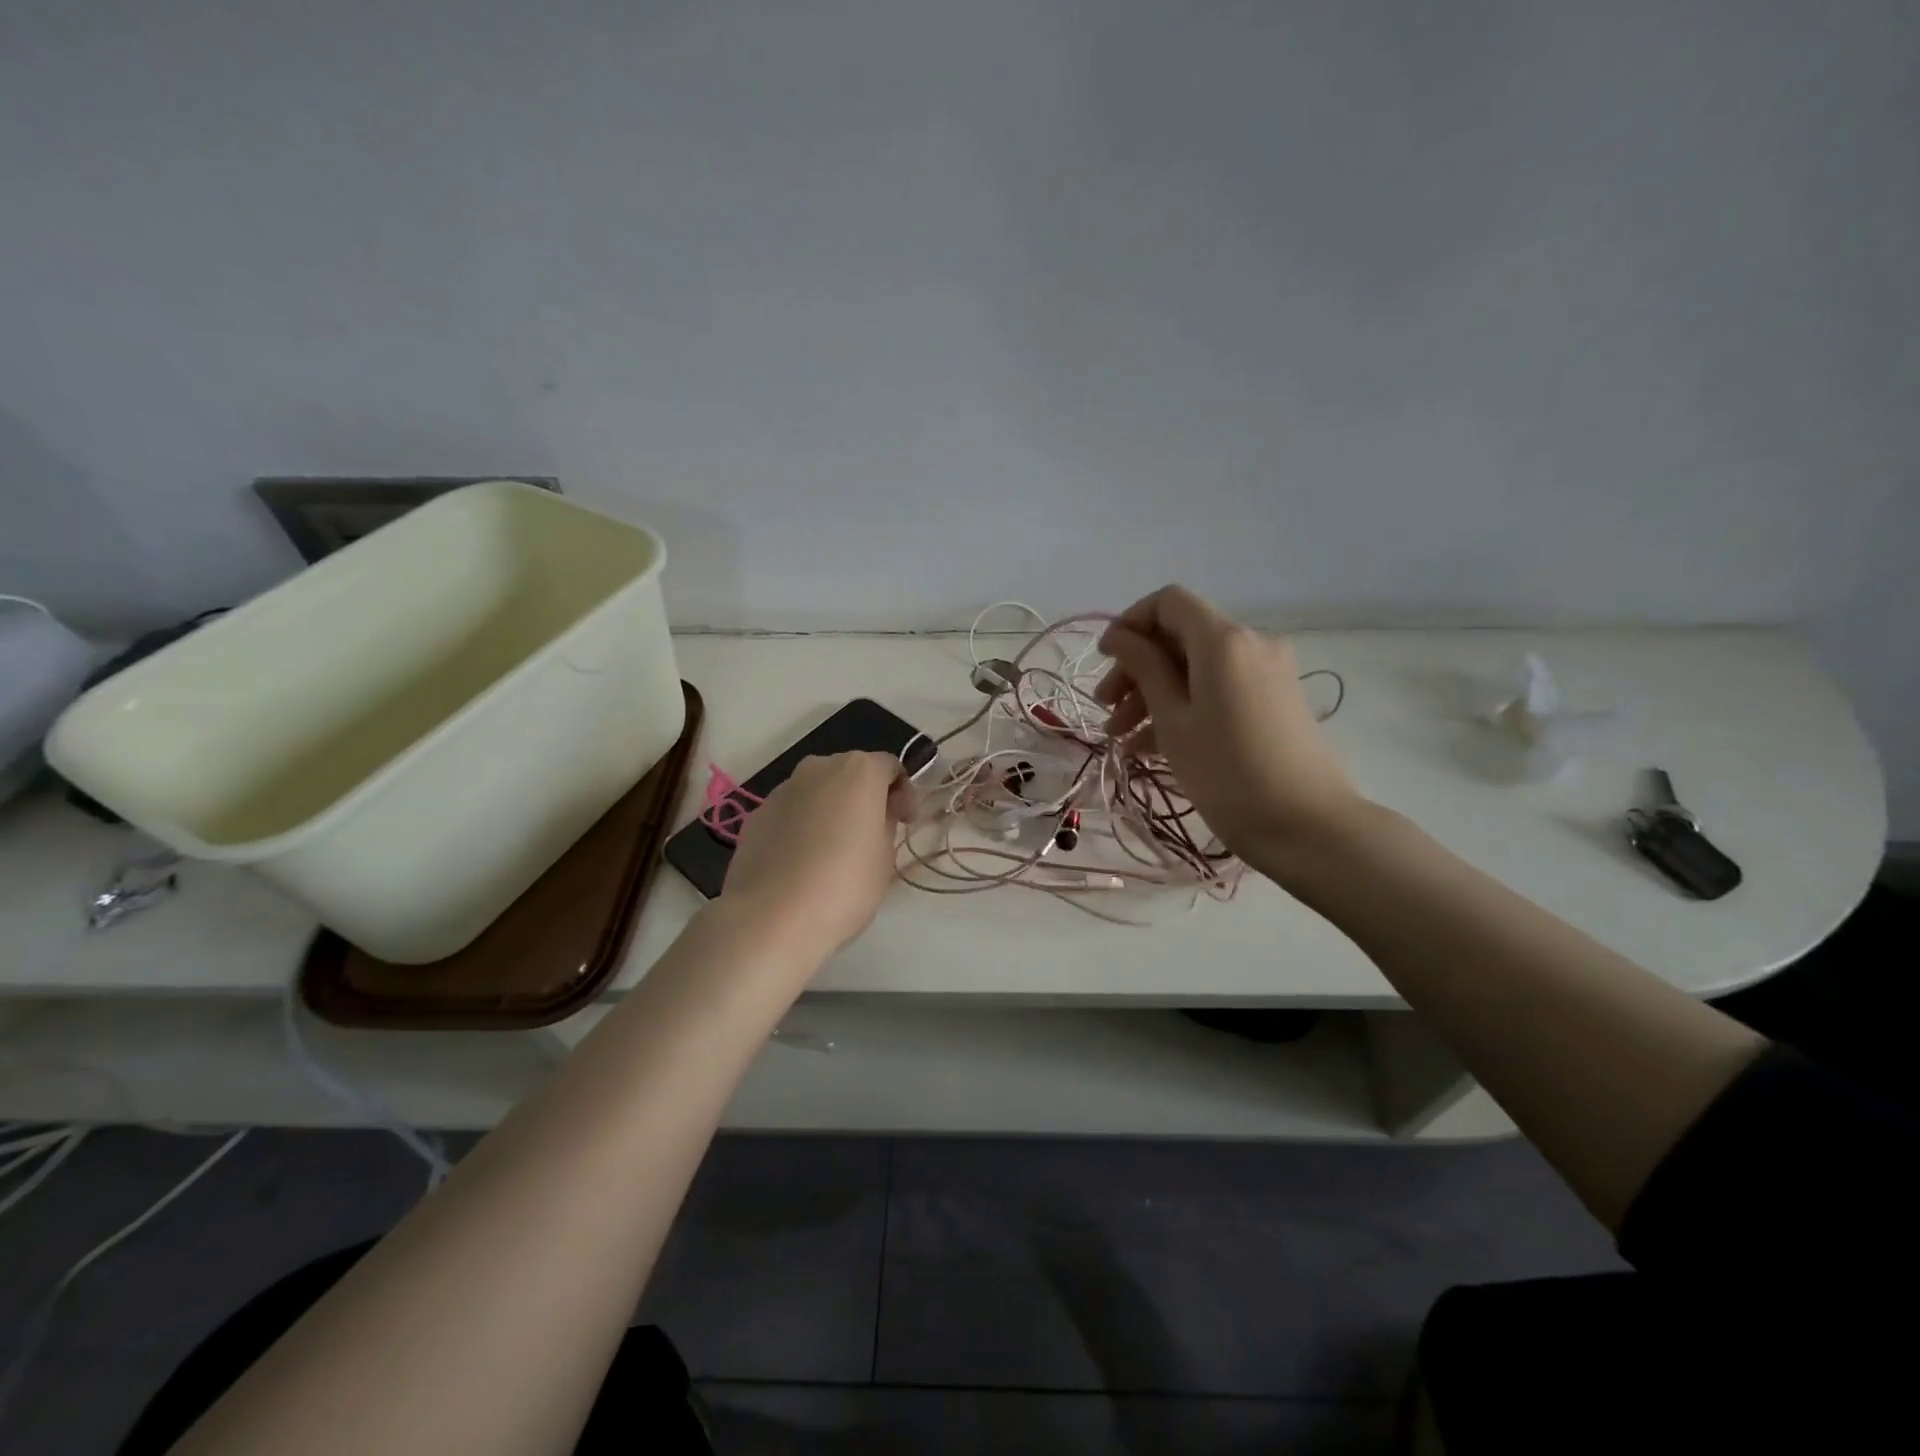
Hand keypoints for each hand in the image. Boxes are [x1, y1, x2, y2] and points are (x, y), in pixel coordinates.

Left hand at [720, 751, 910, 963]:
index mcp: (859, 771)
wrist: (773, 917)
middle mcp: (819, 768)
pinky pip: (790, 813)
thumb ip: (886, 823)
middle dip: (863, 797)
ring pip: (817, 791)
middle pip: (850, 773)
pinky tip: (802, 863)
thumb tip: (877, 813)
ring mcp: (782, 789)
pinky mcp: (757, 815)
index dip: (903, 794)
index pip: (890, 767)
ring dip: (830, 810)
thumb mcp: (886, 856)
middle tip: (871, 834)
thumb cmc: (846, 884)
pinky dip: (801, 826)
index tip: (905, 823)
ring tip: (832, 851)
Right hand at [1095, 586, 1361, 876]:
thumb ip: (1144, 669)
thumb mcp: (1174, 721)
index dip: (1130, 623)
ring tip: (1121, 738)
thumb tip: (1120, 637)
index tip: (1105, 660)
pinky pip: (1218, 690)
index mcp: (1223, 640)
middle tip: (1104, 709)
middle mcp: (1250, 643)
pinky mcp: (1275, 701)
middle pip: (1180, 637)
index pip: (1169, 602)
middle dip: (1137, 668)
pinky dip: (1184, 708)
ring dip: (1154, 694)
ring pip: (1197, 668)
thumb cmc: (1228, 773)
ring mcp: (1267, 673)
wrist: (1308, 826)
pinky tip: (1151, 747)